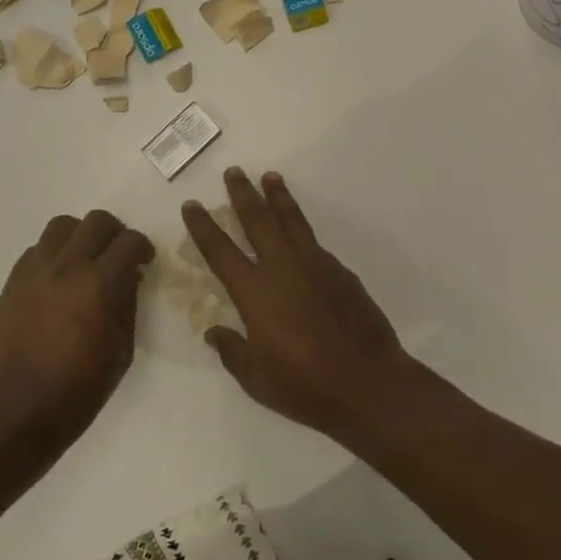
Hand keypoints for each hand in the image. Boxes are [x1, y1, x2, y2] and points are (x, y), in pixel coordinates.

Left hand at [0, 210, 154, 457]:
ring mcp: (36, 270)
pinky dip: (54, 254)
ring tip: (84, 259)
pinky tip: (57, 279)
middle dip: (115, 233)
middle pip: (97, 220)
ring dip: (81, 235)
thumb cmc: (79, 389)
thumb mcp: (122, 350)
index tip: (144, 261)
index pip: (130, 241)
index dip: (143, 247)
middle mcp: (68, 266)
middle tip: (118, 255)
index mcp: (100, 284)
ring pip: (63, 225)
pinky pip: (37, 248)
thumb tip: (129, 277)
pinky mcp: (13, 280)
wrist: (19, 411)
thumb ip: (128, 304)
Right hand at [182, 168, 417, 440]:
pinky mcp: (340, 270)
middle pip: (257, 220)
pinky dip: (301, 229)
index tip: (192, 205)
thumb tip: (213, 332)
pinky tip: (299, 231)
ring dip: (278, 197)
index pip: (220, 252)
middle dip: (243, 194)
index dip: (203, 227)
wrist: (369, 384)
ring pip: (291, 220)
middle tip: (234, 171)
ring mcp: (315, 265)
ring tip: (270, 177)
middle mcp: (282, 268)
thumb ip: (232, 352)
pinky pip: (313, 242)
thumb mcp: (257, 380)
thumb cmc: (306, 387)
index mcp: (255, 294)